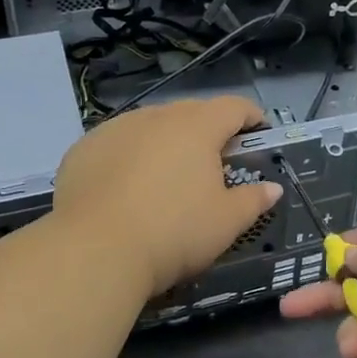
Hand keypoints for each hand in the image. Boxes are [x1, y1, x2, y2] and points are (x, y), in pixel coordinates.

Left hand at [51, 96, 280, 299]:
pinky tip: (126, 186)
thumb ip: (253, 200)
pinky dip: (129, 156)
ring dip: (166, 142)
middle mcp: (156, 116)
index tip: (257, 131)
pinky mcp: (84, 148)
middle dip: (208, 131)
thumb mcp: (225, 223)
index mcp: (197, 127)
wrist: (94, 250)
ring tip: (168, 174)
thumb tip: (272, 188)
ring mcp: (116, 129)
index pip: (233, 107)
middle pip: (191, 113)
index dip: (250, 116)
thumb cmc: (174, 232)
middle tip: (215, 161)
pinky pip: (117, 144)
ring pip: (151, 126)